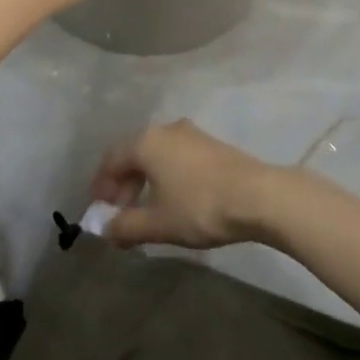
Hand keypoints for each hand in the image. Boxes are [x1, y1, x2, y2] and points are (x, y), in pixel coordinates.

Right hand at [88, 120, 280, 249]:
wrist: (259, 196)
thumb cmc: (200, 207)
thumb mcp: (158, 223)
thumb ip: (125, 226)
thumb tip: (105, 229)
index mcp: (146, 142)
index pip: (111, 160)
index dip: (101, 186)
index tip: (99, 211)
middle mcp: (165, 129)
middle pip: (133, 155)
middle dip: (123, 186)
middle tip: (121, 215)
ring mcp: (191, 134)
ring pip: (156, 156)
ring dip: (145, 182)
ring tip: (147, 211)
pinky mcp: (211, 145)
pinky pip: (176, 157)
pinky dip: (166, 176)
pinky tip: (174, 200)